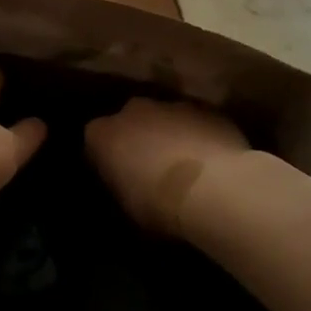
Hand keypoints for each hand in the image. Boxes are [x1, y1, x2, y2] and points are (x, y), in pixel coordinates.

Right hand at [84, 98, 249, 237]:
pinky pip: (198, 122)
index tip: (119, 177)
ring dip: (172, 135)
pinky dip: (201, 136)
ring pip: (167, 118)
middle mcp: (132, 110)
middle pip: (132, 120)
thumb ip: (122, 184)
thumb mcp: (127, 205)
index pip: (96, 140)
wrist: (214, 188)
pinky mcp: (207, 110)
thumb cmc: (158, 204)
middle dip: (139, 138)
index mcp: (102, 133)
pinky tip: (213, 161)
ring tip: (187, 165)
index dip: (108, 159)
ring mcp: (172, 106)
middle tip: (152, 167)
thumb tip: (130, 185)